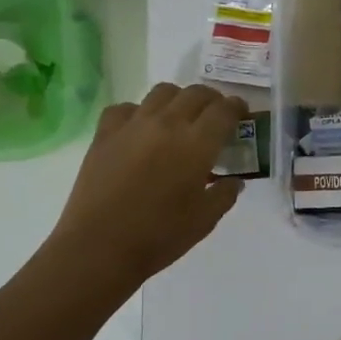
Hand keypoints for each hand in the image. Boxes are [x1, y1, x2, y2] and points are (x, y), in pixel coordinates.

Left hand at [47, 83, 248, 285]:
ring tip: (180, 117)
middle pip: (196, 93)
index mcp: (197, 144)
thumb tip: (233, 180)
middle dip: (212, 100)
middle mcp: (167, 124)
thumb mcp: (205, 220)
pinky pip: (126, 108)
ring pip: (163, 91)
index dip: (237, 108)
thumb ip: (225, 194)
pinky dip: (138, 112)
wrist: (99, 248)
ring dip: (178, 99)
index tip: (241, 114)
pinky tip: (140, 130)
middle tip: (215, 116)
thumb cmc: (159, 236)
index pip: (224, 110)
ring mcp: (133, 125)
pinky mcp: (105, 134)